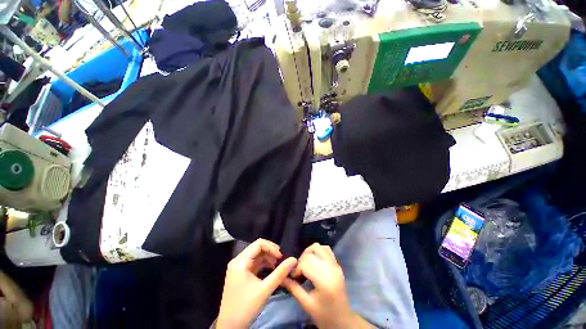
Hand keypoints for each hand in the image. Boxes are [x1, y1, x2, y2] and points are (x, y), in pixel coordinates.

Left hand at [217, 239, 296, 328]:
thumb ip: (280, 273)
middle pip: (257, 248)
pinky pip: (254, 263)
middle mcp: (238, 261)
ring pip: (256, 255)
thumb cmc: (246, 308)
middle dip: (270, 252)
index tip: (281, 257)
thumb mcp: (265, 290)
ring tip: (278, 266)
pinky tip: (271, 270)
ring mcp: (239, 268)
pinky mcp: (241, 274)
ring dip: (268, 258)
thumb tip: (293, 259)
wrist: (230, 328)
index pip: (258, 244)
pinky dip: (264, 264)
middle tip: (281, 260)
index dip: (271, 247)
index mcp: (240, 261)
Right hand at [282, 243, 372, 328]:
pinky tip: (314, 262)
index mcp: (324, 280)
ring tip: (305, 264)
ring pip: (319, 247)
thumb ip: (293, 288)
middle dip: (301, 260)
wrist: (343, 321)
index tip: (292, 277)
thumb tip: (281, 277)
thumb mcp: (306, 304)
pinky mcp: (337, 264)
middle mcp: (331, 268)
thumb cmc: (324, 315)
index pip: (306, 262)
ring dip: (309, 252)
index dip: (296, 268)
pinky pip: (326, 249)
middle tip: (298, 272)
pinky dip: (318, 252)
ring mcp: (335, 264)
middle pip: (311, 253)